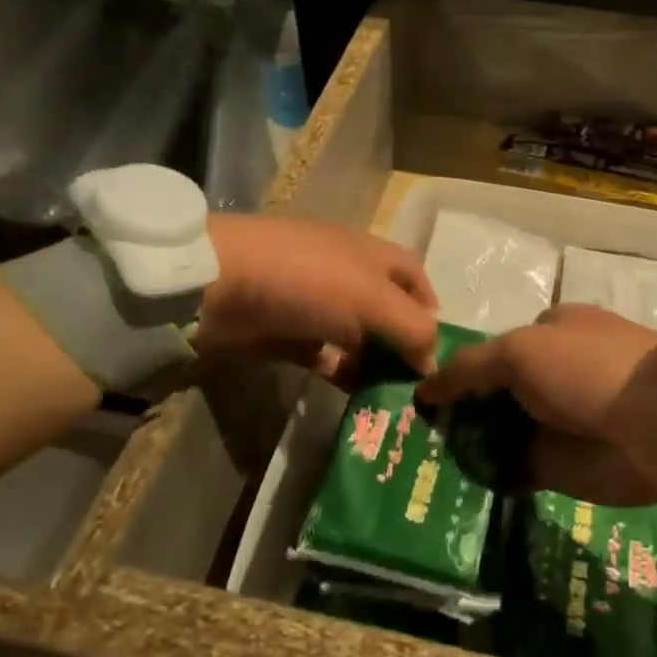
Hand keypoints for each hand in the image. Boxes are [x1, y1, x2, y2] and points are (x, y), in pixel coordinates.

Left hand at [196, 214, 438, 383]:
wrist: (219, 284)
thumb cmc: (308, 280)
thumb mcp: (372, 299)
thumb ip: (412, 329)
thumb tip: (432, 363)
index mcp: (369, 254)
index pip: (412, 274)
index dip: (429, 305)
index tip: (438, 348)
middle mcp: (345, 274)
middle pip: (384, 309)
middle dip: (401, 343)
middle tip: (418, 388)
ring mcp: (311, 303)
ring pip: (353, 336)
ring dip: (371, 363)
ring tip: (391, 402)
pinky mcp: (283, 332)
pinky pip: (320, 355)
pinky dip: (337, 372)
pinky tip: (351, 397)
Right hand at [415, 305, 656, 506]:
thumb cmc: (587, 368)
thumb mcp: (519, 351)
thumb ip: (469, 367)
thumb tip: (424, 388)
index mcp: (548, 333)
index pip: (490, 351)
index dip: (456, 372)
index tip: (420, 398)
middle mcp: (551, 375)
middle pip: (492, 394)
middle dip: (458, 412)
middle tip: (413, 437)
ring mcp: (556, 422)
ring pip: (498, 433)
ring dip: (466, 446)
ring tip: (420, 464)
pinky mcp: (561, 465)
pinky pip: (512, 469)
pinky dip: (486, 476)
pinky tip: (449, 487)